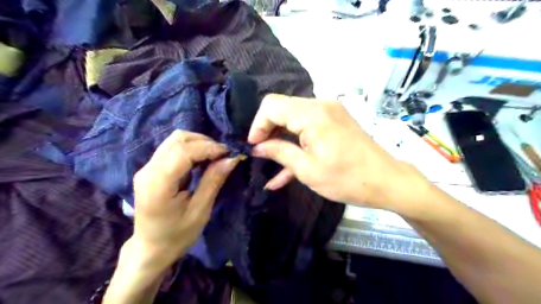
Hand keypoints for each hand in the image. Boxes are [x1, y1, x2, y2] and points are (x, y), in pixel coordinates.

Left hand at [128, 131, 237, 272]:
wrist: (150, 248)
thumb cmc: (177, 235)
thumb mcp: (200, 211)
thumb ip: (213, 181)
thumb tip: (231, 158)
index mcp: (158, 183)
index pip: (183, 151)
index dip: (209, 147)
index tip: (229, 153)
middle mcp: (148, 169)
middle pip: (178, 138)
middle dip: (205, 142)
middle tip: (223, 155)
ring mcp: (147, 167)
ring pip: (175, 140)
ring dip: (198, 143)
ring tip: (215, 156)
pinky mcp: (151, 168)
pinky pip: (173, 148)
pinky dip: (191, 149)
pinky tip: (202, 160)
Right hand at [248, 94, 430, 213]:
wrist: (387, 181)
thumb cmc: (347, 179)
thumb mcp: (307, 169)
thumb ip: (279, 152)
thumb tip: (257, 147)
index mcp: (312, 114)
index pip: (271, 105)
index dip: (257, 125)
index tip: (253, 147)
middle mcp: (320, 105)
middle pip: (281, 108)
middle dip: (267, 130)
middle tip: (260, 153)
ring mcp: (329, 112)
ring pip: (293, 118)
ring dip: (281, 138)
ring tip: (270, 161)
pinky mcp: (334, 122)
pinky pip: (308, 127)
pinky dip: (297, 141)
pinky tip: (286, 166)